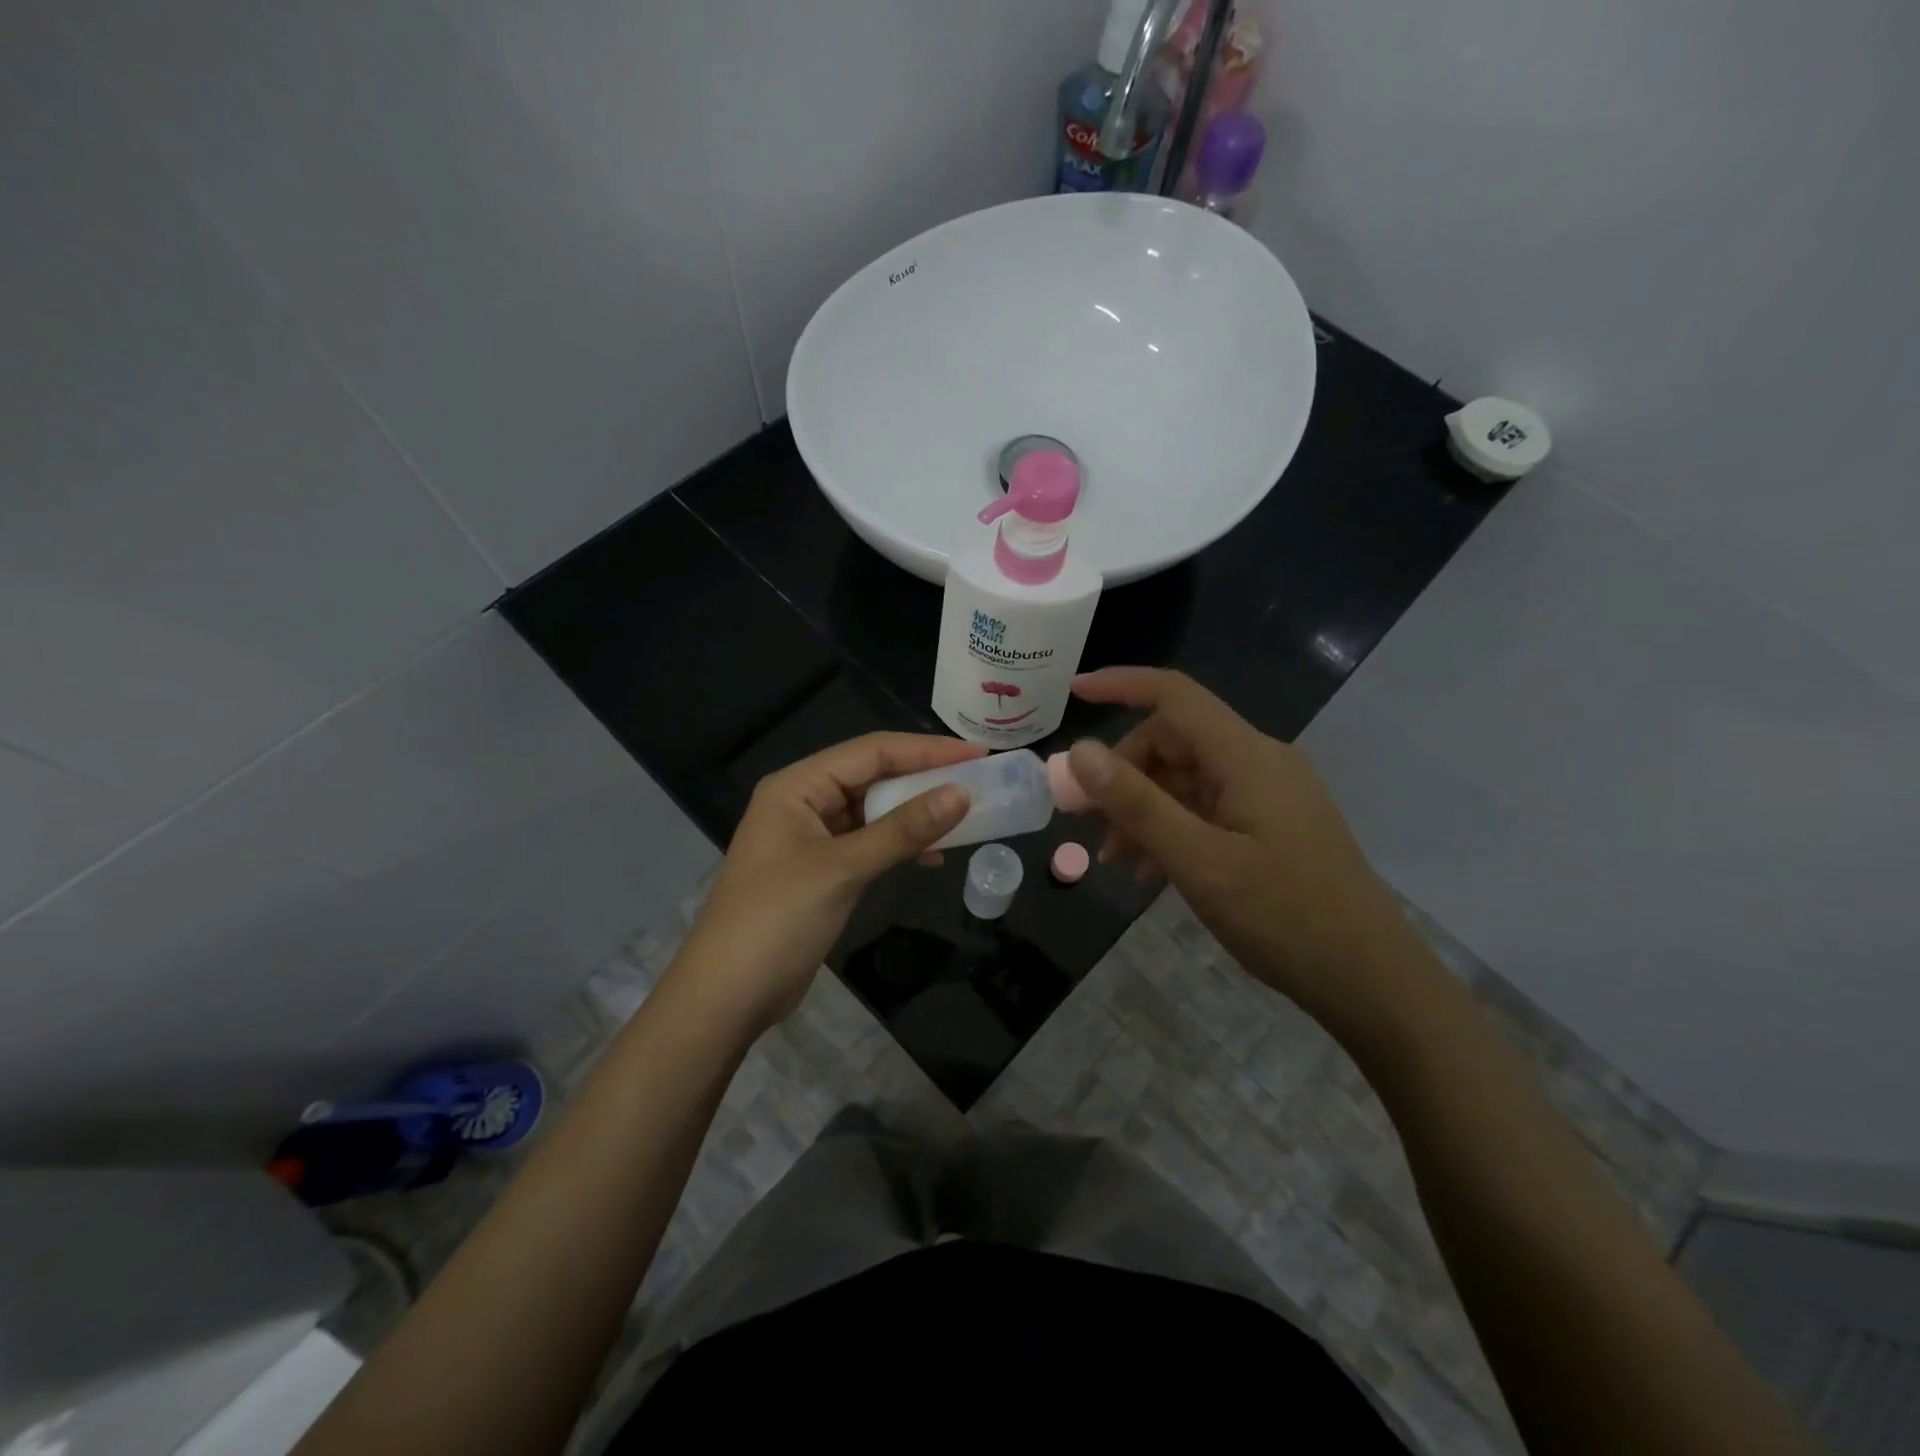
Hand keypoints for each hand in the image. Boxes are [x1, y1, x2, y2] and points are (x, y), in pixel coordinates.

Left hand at [675, 732, 982, 1033]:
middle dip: (924, 779)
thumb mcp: (843, 869)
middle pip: (873, 777)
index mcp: (798, 786)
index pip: (871, 752)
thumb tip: (961, 794)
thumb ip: (902, 830)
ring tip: (965, 816)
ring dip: (915, 813)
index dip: (926, 750)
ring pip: (874, 811)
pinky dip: (900, 845)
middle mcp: (804, 802)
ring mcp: (812, 837)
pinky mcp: (822, 870)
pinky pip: (870, 842)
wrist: (728, 995)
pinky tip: (932, 856)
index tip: (977, 755)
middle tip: (978, 781)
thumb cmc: (778, 919)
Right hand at [1068, 668, 1436, 1040]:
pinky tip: (1152, 873)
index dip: (1120, 684)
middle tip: (1085, 819)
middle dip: (1124, 775)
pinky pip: (1208, 808)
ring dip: (1143, 810)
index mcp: (1247, 756)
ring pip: (1187, 780)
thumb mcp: (1198, 861)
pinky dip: (1172, 829)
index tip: (1073, 693)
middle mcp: (1260, 761)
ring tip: (1114, 860)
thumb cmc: (1284, 917)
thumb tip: (1081, 751)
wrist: (1371, 979)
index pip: (1175, 695)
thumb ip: (1137, 803)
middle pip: (1175, 741)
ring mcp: (1270, 793)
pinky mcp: (1274, 824)